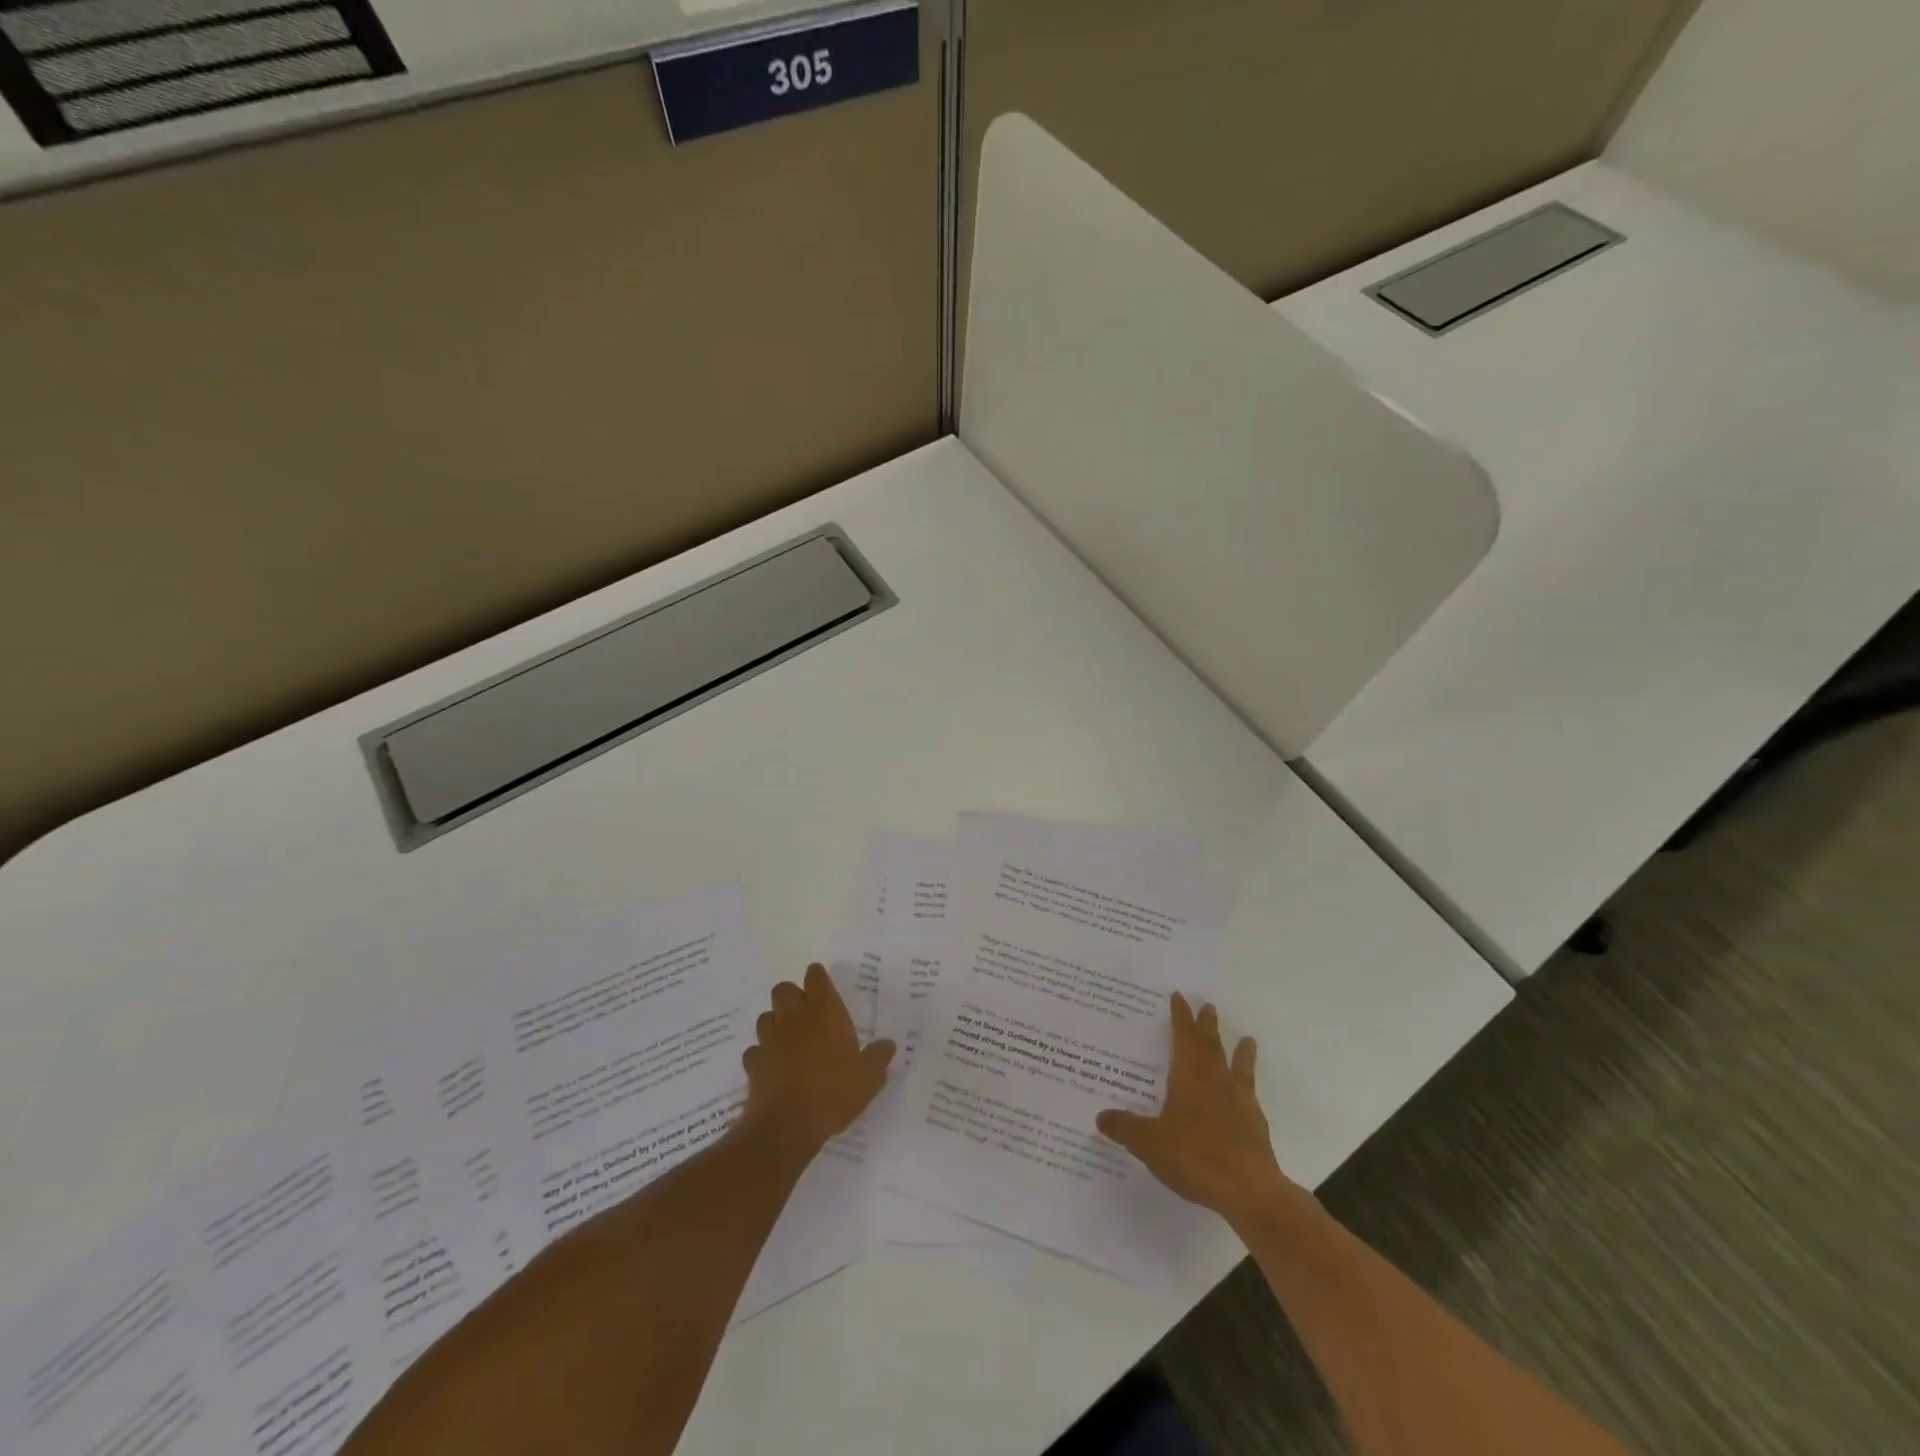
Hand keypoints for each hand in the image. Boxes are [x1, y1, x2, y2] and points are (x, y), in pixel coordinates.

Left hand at [741, 964, 894, 1155]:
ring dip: (775, 1022)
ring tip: (789, 1038)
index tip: (821, 982)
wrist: (786, 1125)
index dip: (818, 977)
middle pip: (783, 989)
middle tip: (806, 1012)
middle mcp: (794, 1018)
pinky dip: (763, 1054)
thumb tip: (888, 1044)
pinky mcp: (753, 1064)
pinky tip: (773, 1066)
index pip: (816, 978)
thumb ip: (878, 1056)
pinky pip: (755, 1050)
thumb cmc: (833, 1092)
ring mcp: (770, 1040)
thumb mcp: (868, 1077)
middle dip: (792, 995)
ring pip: (766, 1017)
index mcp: (824, 1012)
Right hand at [1097, 992, 1296, 1229]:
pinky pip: (1250, 1097)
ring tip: (1247, 1039)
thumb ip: (1125, 1128)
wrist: (1249, 1191)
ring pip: (1237, 1068)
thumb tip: (1100, 1116)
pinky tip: (1249, 1094)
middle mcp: (1215, 1083)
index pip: (1183, 1038)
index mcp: (1188, 1079)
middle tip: (1208, 1006)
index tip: (1180, 997)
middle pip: (1210, 1047)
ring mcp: (1239, 1104)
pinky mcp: (1255, 1127)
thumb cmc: (1195, 1157)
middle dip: (1207, 1026)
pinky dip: (1249, 1090)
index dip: (1180, 1017)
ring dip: (1239, 1052)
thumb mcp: (1149, 1143)